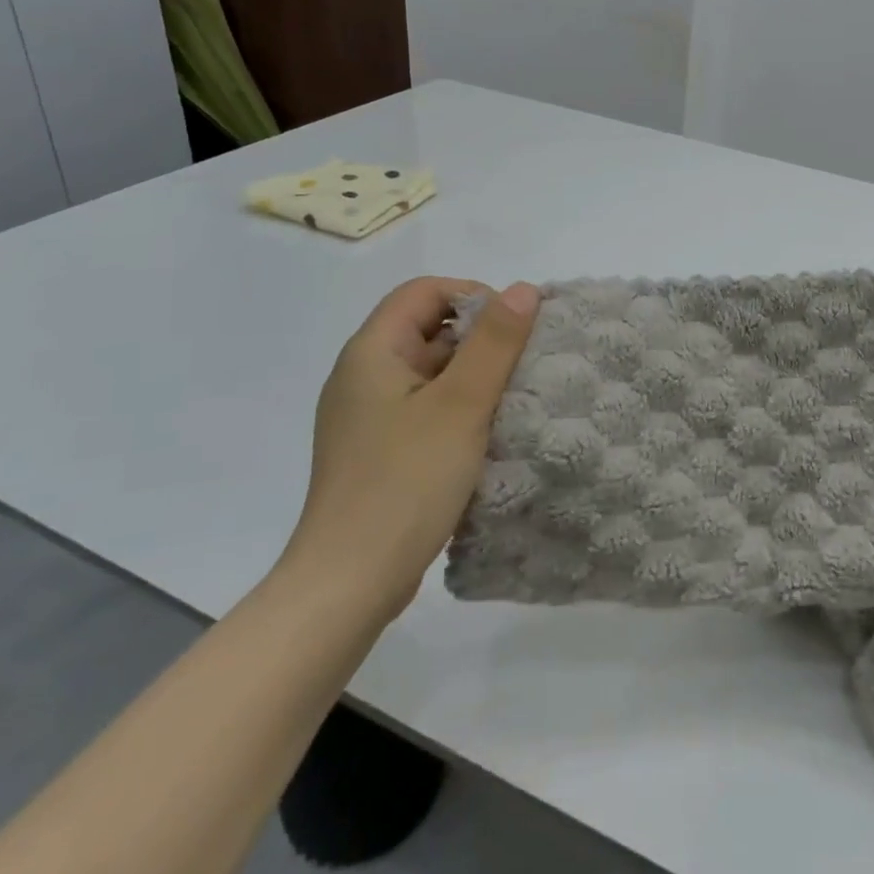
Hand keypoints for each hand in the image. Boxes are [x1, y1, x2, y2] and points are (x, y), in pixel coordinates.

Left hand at [283, 275, 539, 620]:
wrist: (349, 584)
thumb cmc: (406, 482)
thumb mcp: (461, 405)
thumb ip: (495, 343)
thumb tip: (524, 289)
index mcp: (372, 352)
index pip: (424, 292)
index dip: (473, 295)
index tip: (514, 328)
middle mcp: (364, 376)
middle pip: (429, 329)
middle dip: (481, 339)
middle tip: (524, 365)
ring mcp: (370, 416)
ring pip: (432, 372)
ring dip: (476, 377)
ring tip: (517, 398)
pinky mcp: (381, 450)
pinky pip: (427, 408)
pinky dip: (461, 408)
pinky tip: (490, 433)